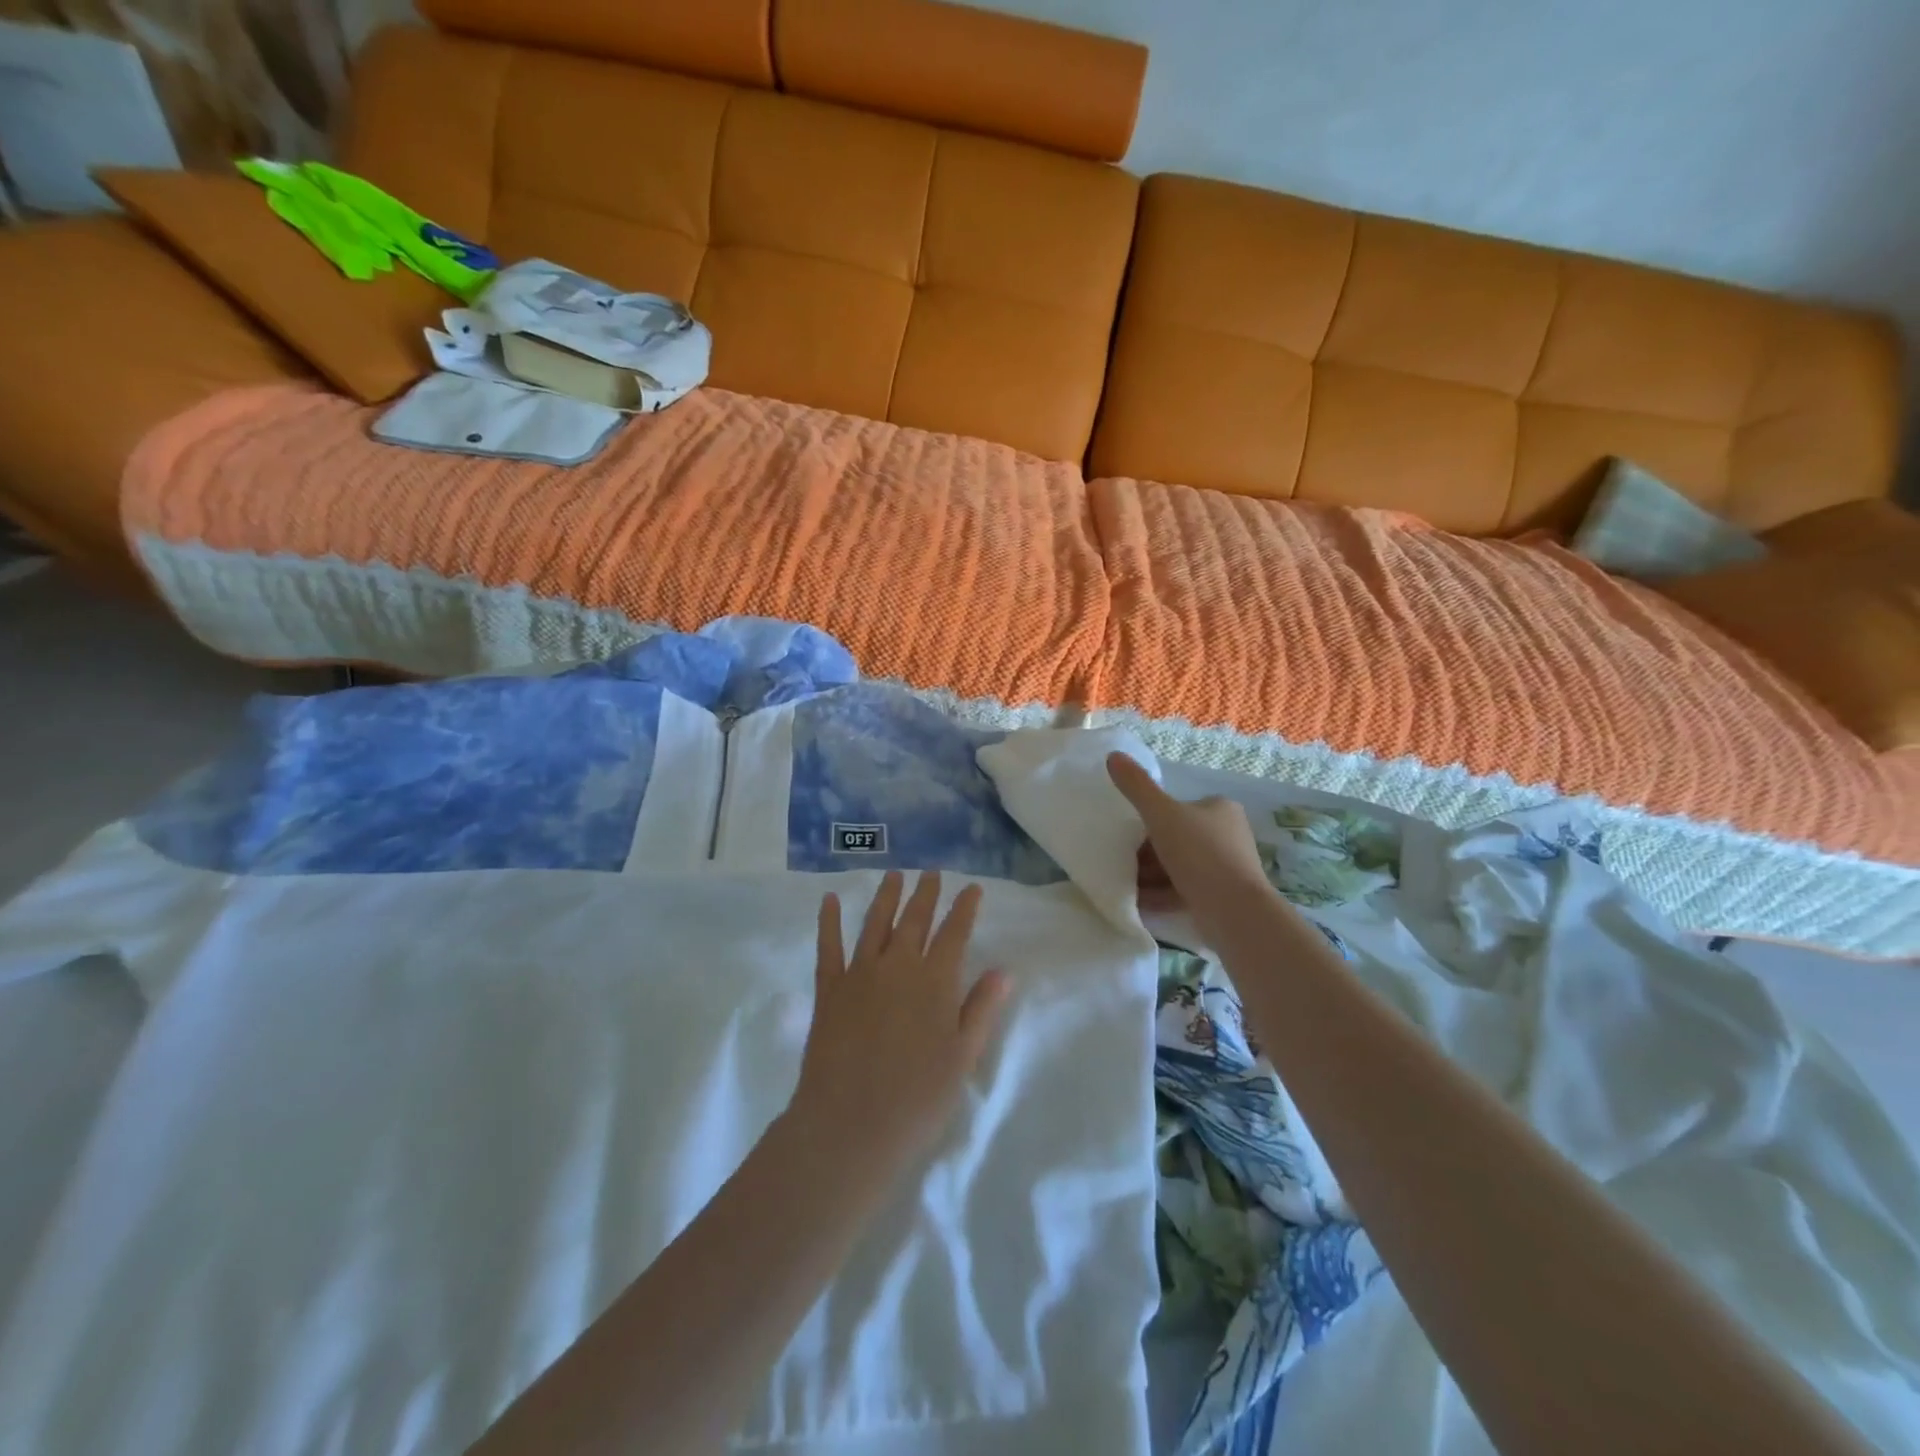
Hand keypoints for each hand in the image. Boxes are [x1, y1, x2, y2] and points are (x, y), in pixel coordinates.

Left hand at [791, 872, 1008, 1184]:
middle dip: (926, 894)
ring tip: (894, 875)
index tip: (971, 888)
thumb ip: (981, 1009)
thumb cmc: (917, 1098)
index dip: (964, 908)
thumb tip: (1003, 970)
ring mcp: (860, 974)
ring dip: (887, 896)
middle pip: (915, 920)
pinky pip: (829, 946)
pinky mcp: (829, 989)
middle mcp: (898, 966)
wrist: (850, 1124)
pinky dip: (829, 920)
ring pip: (875, 923)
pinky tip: (830, 899)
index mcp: (935, 981)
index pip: (955, 933)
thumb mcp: (962, 1057)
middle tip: (932, 873)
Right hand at [1107, 752, 1268, 914]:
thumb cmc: (1199, 854)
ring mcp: (1227, 868)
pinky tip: (1139, 903)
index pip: (1179, 808)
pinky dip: (1162, 895)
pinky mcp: (1222, 898)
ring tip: (1126, 885)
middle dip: (1149, 852)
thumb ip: (1136, 786)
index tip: (1130, 837)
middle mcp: (1228, 835)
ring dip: (1152, 875)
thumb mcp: (1161, 814)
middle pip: (1178, 839)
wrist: (1234, 911)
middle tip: (1124, 863)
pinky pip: (1185, 891)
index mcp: (1220, 809)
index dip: (1151, 820)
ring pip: (1180, 866)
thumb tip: (1113, 755)